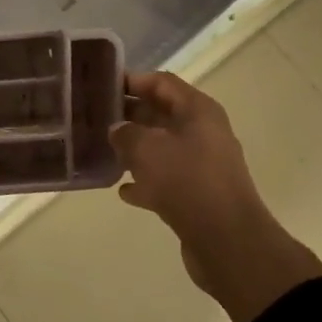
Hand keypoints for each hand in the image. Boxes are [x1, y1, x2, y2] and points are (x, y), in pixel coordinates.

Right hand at [110, 71, 321, 321]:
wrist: (226, 240)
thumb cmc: (186, 181)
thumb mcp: (146, 149)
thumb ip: (126, 133)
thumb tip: (117, 129)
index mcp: (198, 111)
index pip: (161, 82)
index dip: (132, 80)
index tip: (102, 86)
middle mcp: (203, 132)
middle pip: (162, 114)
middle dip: (130, 115)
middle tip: (95, 118)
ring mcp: (202, 165)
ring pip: (162, 148)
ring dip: (135, 149)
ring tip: (103, 150)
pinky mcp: (198, 195)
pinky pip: (166, 180)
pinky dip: (146, 182)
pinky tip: (123, 190)